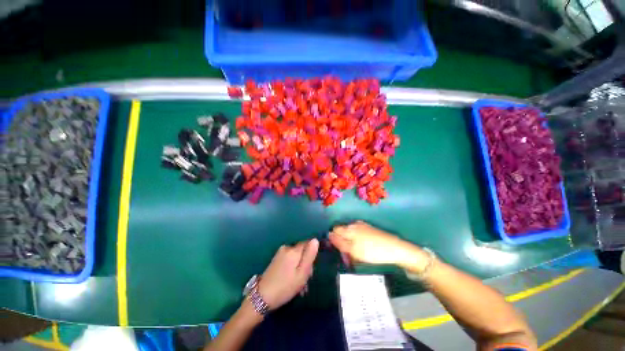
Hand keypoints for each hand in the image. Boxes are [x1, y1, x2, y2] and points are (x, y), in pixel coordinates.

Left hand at [257, 239, 318, 309]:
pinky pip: (290, 260)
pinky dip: (293, 268)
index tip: (311, 268)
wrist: (262, 297)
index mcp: (294, 250)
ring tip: (299, 285)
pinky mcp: (276, 259)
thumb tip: (315, 240)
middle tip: (305, 280)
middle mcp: (287, 248)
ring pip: (296, 257)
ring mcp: (280, 253)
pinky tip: (292, 281)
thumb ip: (309, 255)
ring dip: (299, 268)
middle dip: (306, 264)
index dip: (312, 255)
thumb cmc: (285, 286)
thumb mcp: (302, 273)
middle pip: (302, 251)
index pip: (308, 244)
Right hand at [329, 221, 427, 269]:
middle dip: (342, 244)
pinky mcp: (370, 229)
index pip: (334, 230)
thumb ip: (339, 242)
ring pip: (350, 234)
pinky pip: (358, 235)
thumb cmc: (372, 251)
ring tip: (356, 256)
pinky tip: (364, 251)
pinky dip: (357, 243)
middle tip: (348, 257)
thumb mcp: (353, 250)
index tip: (338, 251)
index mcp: (349, 228)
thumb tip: (328, 234)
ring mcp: (363, 226)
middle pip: (342, 232)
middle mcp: (354, 224)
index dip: (333, 240)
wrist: (395, 249)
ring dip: (350, 244)